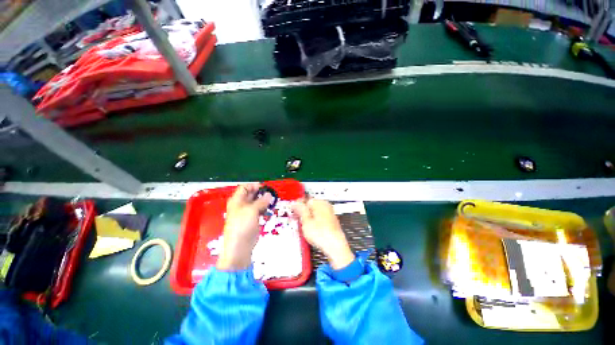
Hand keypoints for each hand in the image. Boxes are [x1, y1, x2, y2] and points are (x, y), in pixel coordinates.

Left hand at [216, 183, 272, 270]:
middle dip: (261, 193)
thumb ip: (261, 201)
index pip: (245, 187)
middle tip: (272, 195)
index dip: (255, 186)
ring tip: (272, 202)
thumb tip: (269, 195)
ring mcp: (247, 212)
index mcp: (237, 200)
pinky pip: (259, 210)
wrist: (240, 247)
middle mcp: (241, 205)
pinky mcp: (252, 219)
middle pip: (251, 194)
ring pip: (256, 202)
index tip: (266, 188)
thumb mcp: (252, 210)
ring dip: (264, 202)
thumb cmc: (243, 226)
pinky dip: (264, 209)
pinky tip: (269, 211)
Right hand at [292, 199, 354, 269]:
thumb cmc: (321, 234)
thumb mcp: (306, 221)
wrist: (335, 246)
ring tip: (303, 226)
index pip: (305, 200)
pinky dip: (315, 221)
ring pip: (315, 212)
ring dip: (308, 217)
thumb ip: (300, 210)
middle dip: (303, 212)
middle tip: (297, 219)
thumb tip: (295, 203)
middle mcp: (326, 205)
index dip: (297, 206)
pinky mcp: (332, 221)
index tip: (292, 211)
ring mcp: (330, 213)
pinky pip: (320, 218)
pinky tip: (312, 229)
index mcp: (319, 202)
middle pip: (311, 205)